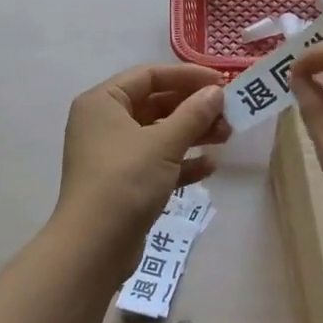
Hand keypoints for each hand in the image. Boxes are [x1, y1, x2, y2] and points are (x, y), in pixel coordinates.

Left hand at [56, 63, 229, 241]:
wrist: (94, 246)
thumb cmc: (125, 181)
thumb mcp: (163, 143)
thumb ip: (193, 114)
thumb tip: (216, 92)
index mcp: (103, 102)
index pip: (149, 75)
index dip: (187, 76)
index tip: (221, 83)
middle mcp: (104, 122)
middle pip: (155, 104)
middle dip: (193, 109)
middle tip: (229, 114)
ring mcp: (112, 154)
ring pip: (158, 134)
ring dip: (192, 134)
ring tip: (227, 137)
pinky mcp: (123, 182)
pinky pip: (156, 162)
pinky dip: (181, 162)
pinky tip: (209, 167)